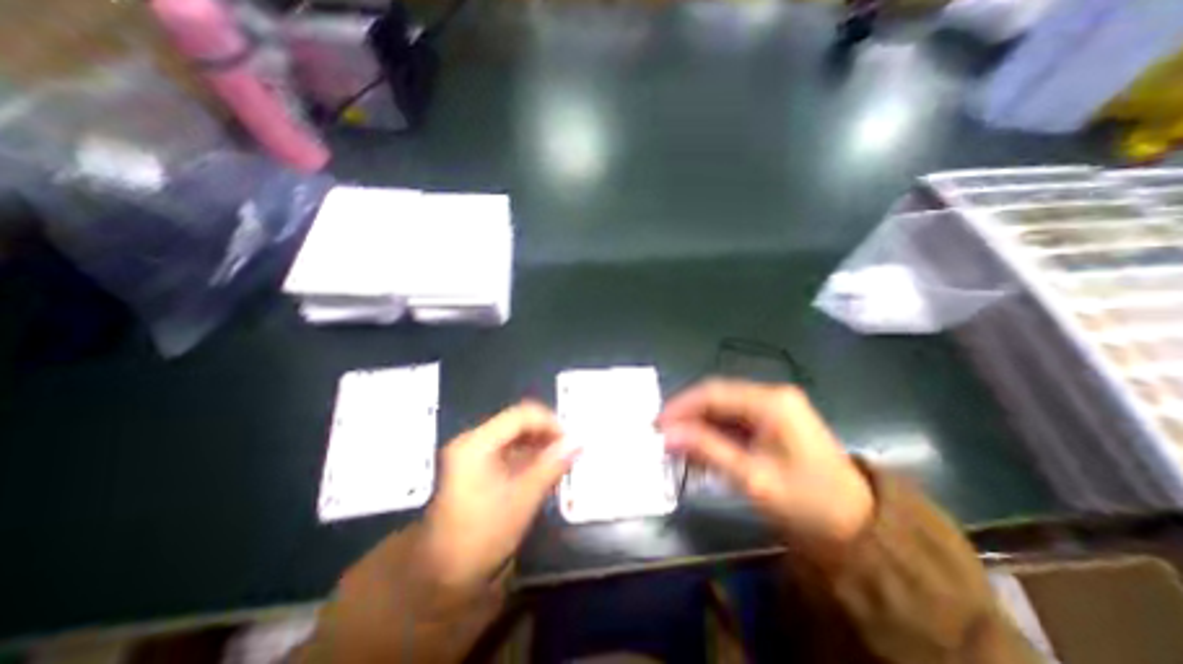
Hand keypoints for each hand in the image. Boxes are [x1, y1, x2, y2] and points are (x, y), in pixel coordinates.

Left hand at [418, 402, 581, 593]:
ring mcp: (472, 454)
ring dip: (540, 447)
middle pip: (518, 424)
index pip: (522, 415)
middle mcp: (473, 441)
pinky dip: (529, 458)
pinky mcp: (475, 468)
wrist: (438, 580)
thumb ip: (551, 466)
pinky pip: (508, 452)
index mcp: (477, 443)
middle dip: (546, 435)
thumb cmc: (480, 538)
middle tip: (570, 453)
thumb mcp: (522, 500)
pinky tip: (544, 473)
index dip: (551, 423)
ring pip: (515, 437)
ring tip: (561, 464)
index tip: (572, 441)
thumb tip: (578, 441)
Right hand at [662, 378, 871, 550]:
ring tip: (678, 449)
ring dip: (699, 427)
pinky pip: (734, 421)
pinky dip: (714, 435)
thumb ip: (707, 450)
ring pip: (722, 409)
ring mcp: (773, 407)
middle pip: (716, 398)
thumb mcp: (753, 477)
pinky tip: (701, 453)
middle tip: (663, 437)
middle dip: (688, 417)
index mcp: (771, 401)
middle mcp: (771, 395)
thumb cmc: (809, 503)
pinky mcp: (772, 421)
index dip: (681, 406)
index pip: (713, 392)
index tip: (657, 424)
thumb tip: (666, 434)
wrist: (860, 528)